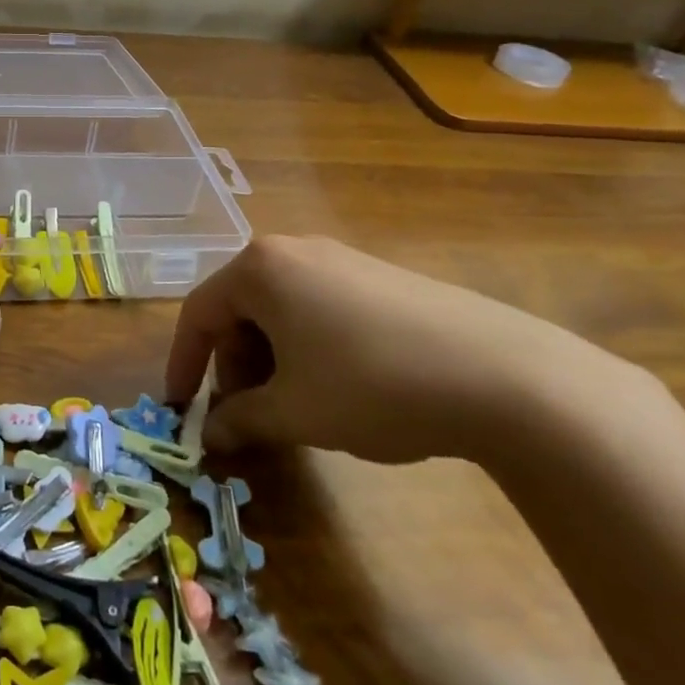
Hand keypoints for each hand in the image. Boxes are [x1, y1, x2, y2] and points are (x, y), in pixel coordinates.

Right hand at [164, 236, 623, 464]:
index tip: (180, 408)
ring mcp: (341, 259)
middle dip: (233, 365)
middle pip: (239, 309)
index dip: (183, 364)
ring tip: (293, 407)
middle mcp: (294, 251)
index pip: (198, 313)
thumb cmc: (371, 385)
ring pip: (280, 310)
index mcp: (260, 269)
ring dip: (270, 360)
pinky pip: (319, 308)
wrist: (504, 376)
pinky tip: (337, 388)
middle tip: (246, 415)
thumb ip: (240, 420)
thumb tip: (210, 434)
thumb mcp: (294, 412)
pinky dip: (307, 348)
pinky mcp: (380, 277)